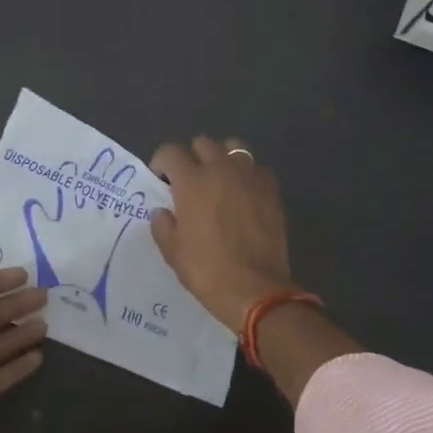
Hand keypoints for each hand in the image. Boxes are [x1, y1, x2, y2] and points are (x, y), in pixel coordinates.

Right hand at [149, 136, 292, 333]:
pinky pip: (256, 168)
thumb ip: (163, 224)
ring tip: (219, 180)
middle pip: (202, 143)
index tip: (161, 181)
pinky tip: (243, 194)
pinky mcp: (271, 188)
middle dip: (192, 157)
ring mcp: (249, 176)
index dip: (161, 163)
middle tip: (190, 181)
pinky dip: (246, 174)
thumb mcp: (172, 251)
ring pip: (233, 147)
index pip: (170, 151)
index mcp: (192, 181)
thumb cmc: (207, 270)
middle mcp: (220, 169)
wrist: (256, 290)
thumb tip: (163, 211)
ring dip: (221, 157)